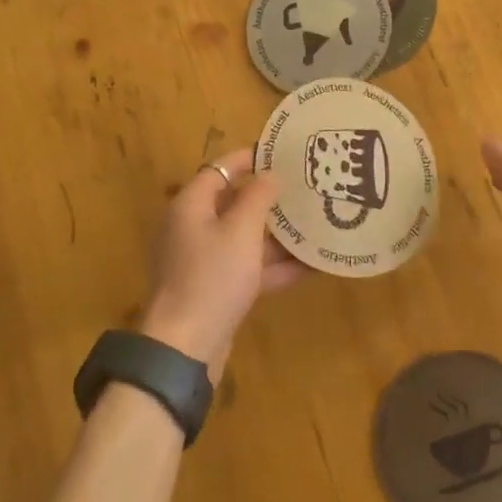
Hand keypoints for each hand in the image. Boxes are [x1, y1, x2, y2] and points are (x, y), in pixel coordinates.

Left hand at [142, 147, 307, 378]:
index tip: (283, 153)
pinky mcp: (216, 289)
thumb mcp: (241, 230)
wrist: (186, 348)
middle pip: (234, 202)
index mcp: (191, 205)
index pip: (220, 168)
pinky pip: (249, 267)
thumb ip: (258, 197)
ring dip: (278, 234)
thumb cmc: (212, 277)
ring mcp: (204, 260)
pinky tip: (312, 266)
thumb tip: (270, 175)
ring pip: (245, 237)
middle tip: (305, 188)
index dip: (250, 158)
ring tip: (316, 223)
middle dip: (270, 198)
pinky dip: (275, 266)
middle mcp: (194, 228)